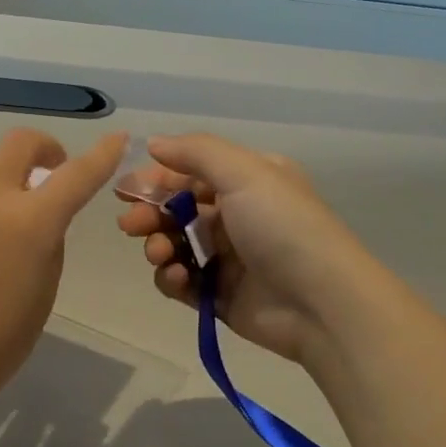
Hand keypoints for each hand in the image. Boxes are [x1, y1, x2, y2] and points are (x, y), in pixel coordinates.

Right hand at [115, 134, 375, 365]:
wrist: (321, 303)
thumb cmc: (282, 226)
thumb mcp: (244, 173)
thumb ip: (195, 152)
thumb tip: (154, 143)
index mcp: (248, 181)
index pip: (190, 173)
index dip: (156, 179)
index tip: (124, 190)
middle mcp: (238, 215)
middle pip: (178, 209)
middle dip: (150, 214)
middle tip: (132, 225)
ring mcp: (229, 258)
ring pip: (176, 245)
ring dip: (159, 246)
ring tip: (160, 254)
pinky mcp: (220, 295)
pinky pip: (182, 281)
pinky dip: (172, 278)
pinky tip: (177, 278)